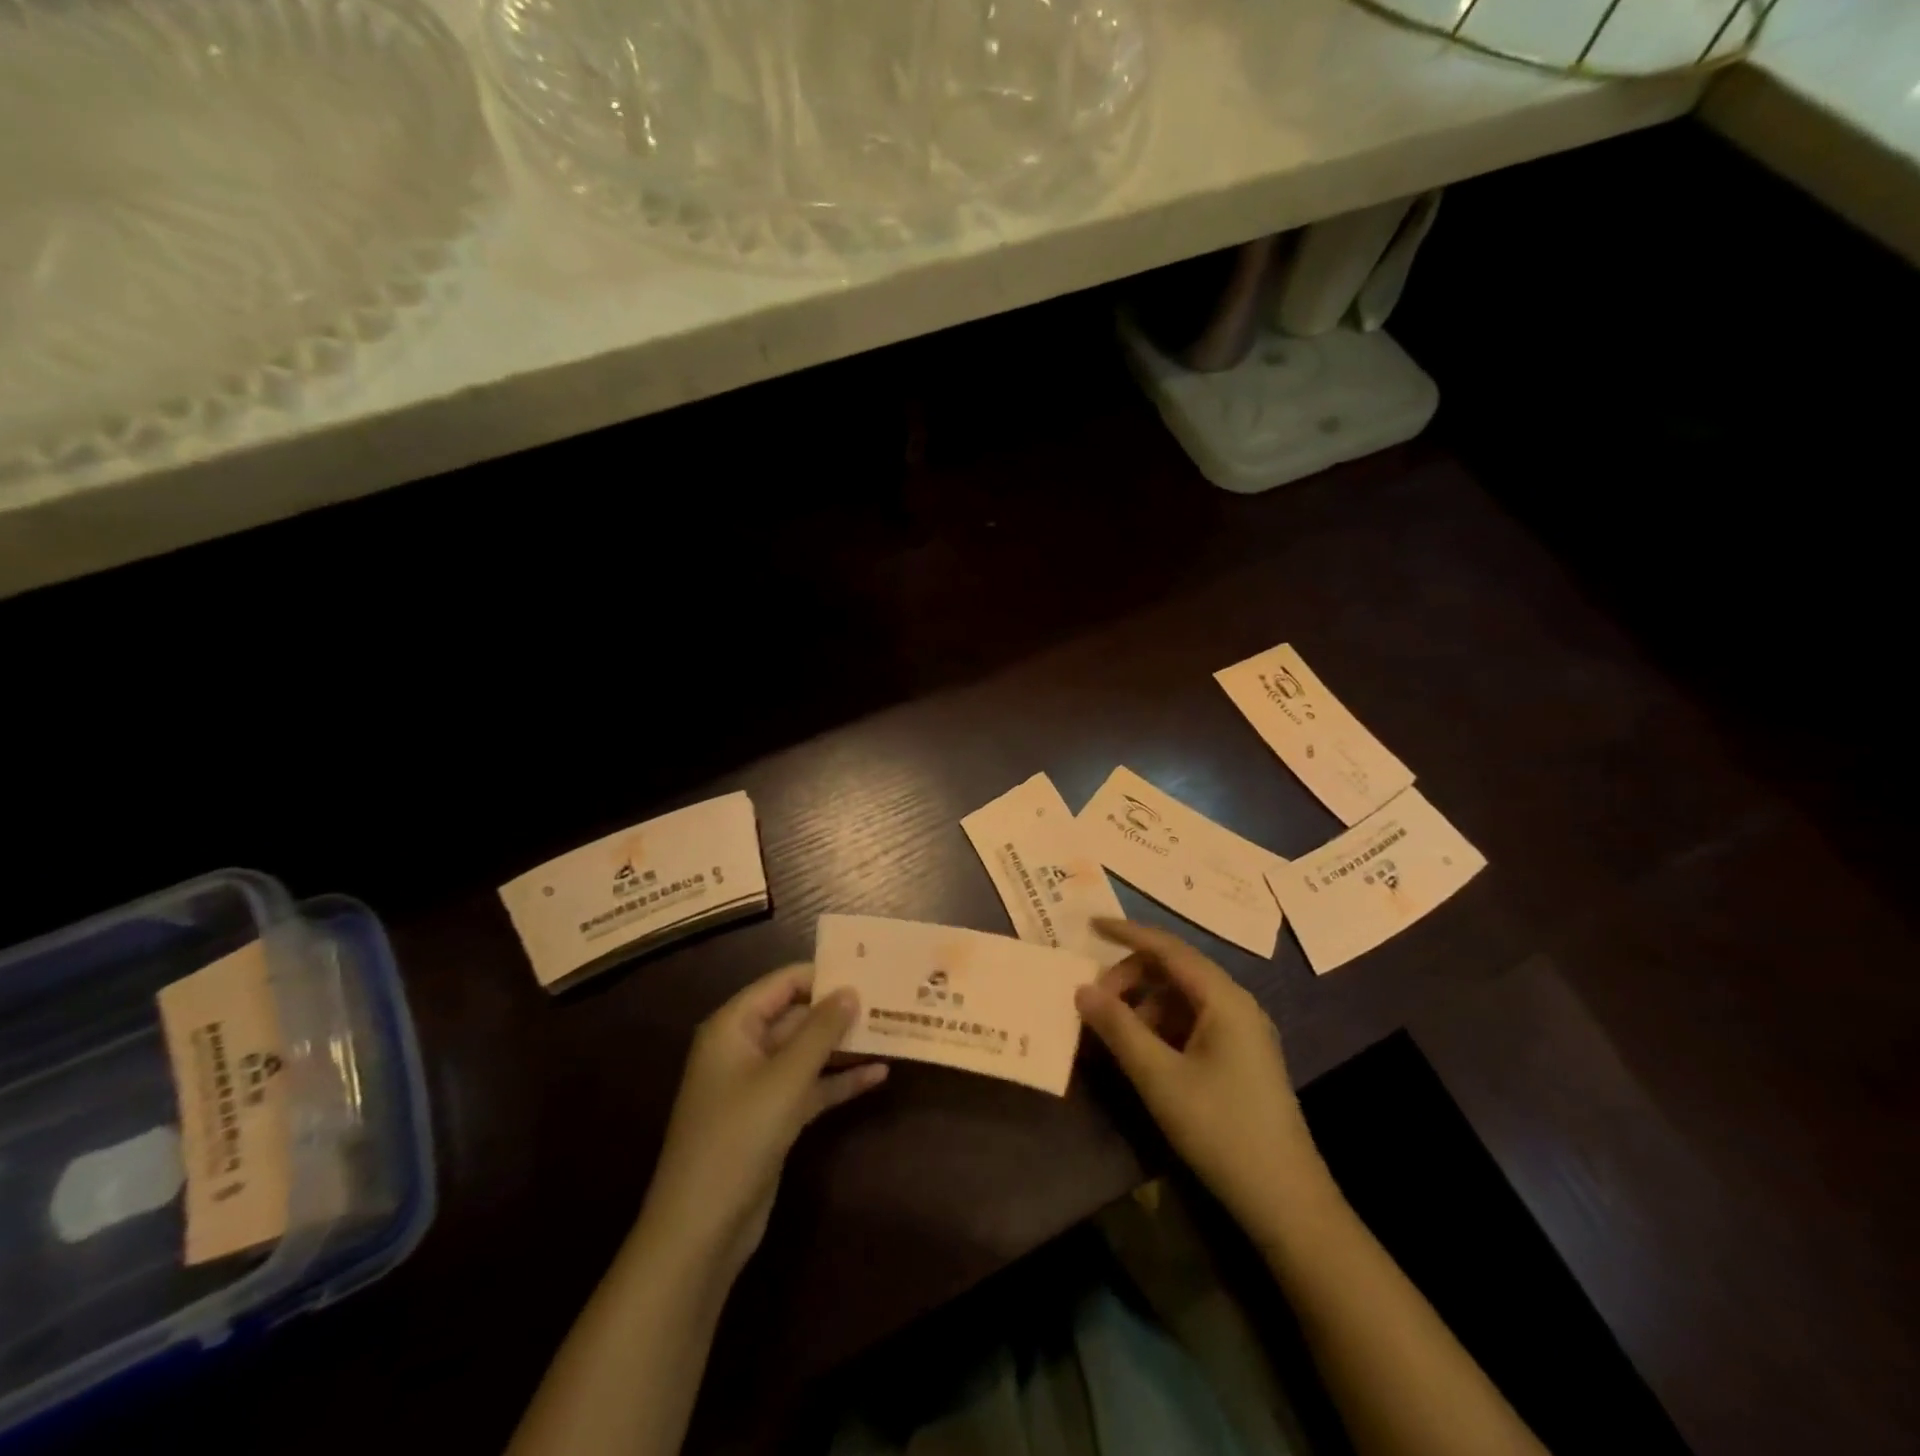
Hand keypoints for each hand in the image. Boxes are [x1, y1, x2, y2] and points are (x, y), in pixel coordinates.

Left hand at [642, 964, 886, 1278]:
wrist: (702, 1229)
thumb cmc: (738, 1137)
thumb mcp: (785, 1078)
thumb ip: (821, 1030)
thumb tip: (851, 990)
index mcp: (734, 1026)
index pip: (783, 983)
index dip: (824, 974)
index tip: (869, 970)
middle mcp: (745, 1047)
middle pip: (798, 1016)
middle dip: (841, 1010)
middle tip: (890, 999)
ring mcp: (759, 1084)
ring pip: (808, 1052)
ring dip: (845, 1045)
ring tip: (893, 1030)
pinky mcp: (773, 1117)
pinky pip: (811, 1086)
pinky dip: (840, 1081)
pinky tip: (879, 1075)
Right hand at [1075, 920, 1324, 1226]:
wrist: (1286, 1201)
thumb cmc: (1221, 1130)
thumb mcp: (1159, 1077)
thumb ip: (1118, 1028)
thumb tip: (1081, 989)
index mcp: (1223, 999)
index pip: (1168, 948)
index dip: (1128, 933)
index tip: (1090, 924)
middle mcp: (1236, 1004)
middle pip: (1174, 970)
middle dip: (1131, 978)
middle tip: (1094, 1003)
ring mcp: (1241, 1031)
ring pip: (1181, 997)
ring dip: (1143, 1004)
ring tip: (1112, 1032)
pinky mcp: (1239, 1056)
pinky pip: (1191, 1022)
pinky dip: (1160, 1025)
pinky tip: (1140, 1051)